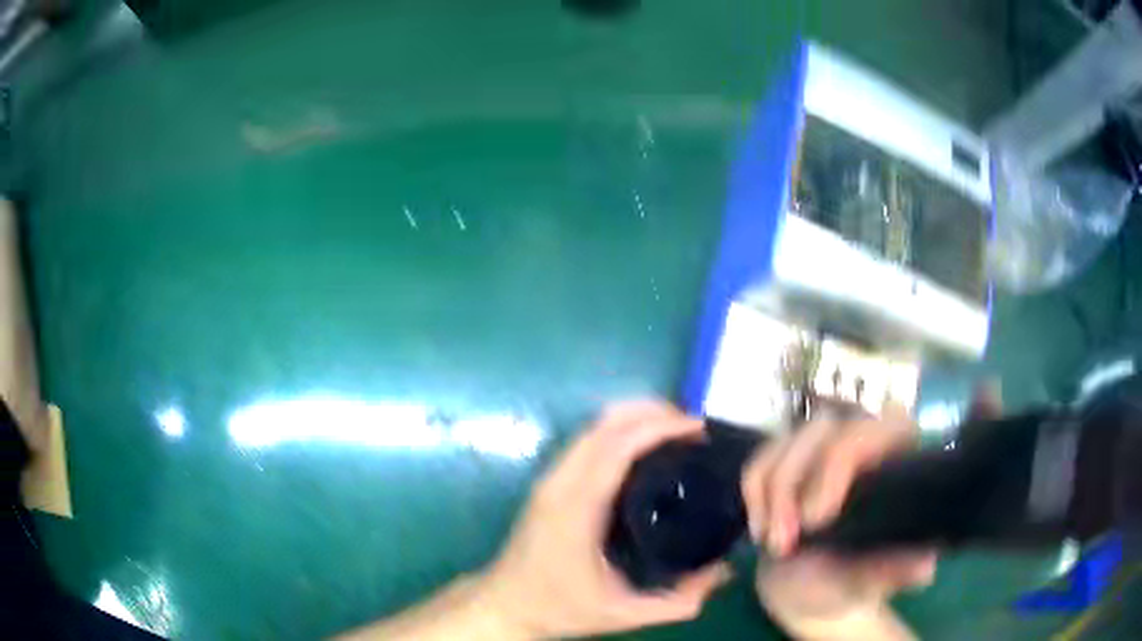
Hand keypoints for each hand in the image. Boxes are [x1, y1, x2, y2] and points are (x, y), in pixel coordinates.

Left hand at [479, 401, 731, 638]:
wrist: (505, 604)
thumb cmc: (560, 607)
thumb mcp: (624, 613)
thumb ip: (678, 601)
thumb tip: (724, 573)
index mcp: (577, 509)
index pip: (617, 447)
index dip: (659, 427)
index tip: (697, 427)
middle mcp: (560, 483)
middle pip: (605, 424)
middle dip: (652, 412)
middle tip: (692, 425)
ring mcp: (550, 479)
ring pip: (592, 427)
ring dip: (634, 417)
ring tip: (674, 429)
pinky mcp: (548, 482)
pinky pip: (585, 441)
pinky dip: (617, 430)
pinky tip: (642, 447)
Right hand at [742, 405, 934, 638]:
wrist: (804, 590)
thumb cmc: (845, 583)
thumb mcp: (868, 583)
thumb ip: (891, 572)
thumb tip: (926, 566)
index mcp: (897, 461)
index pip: (883, 425)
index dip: (844, 458)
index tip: (817, 519)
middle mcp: (862, 441)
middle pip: (824, 427)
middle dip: (794, 484)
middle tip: (783, 543)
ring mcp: (820, 448)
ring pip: (787, 440)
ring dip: (771, 494)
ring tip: (771, 544)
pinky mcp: (785, 461)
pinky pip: (759, 459)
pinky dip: (753, 495)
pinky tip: (760, 529)